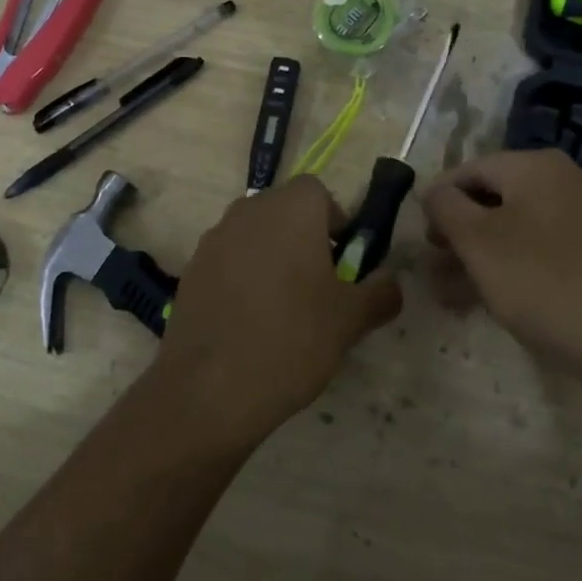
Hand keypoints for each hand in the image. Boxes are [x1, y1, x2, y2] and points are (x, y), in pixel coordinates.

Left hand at [155, 175, 401, 443]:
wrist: (210, 388)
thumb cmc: (292, 339)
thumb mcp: (351, 320)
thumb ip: (380, 292)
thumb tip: (390, 282)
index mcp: (291, 209)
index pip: (318, 192)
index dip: (334, 221)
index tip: (341, 261)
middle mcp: (249, 211)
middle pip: (284, 211)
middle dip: (303, 238)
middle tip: (318, 286)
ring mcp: (214, 239)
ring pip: (254, 235)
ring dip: (271, 257)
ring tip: (282, 309)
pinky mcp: (191, 270)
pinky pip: (227, 261)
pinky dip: (241, 279)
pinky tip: (249, 323)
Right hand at [420, 150, 581, 387]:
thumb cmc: (539, 278)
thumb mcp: (476, 240)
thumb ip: (445, 206)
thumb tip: (432, 191)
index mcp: (534, 166)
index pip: (469, 170)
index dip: (438, 200)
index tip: (418, 235)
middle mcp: (562, 181)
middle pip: (493, 199)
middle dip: (457, 233)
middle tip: (432, 265)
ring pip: (513, 228)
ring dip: (477, 256)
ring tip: (447, 292)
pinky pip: (538, 249)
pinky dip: (508, 266)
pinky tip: (485, 299)